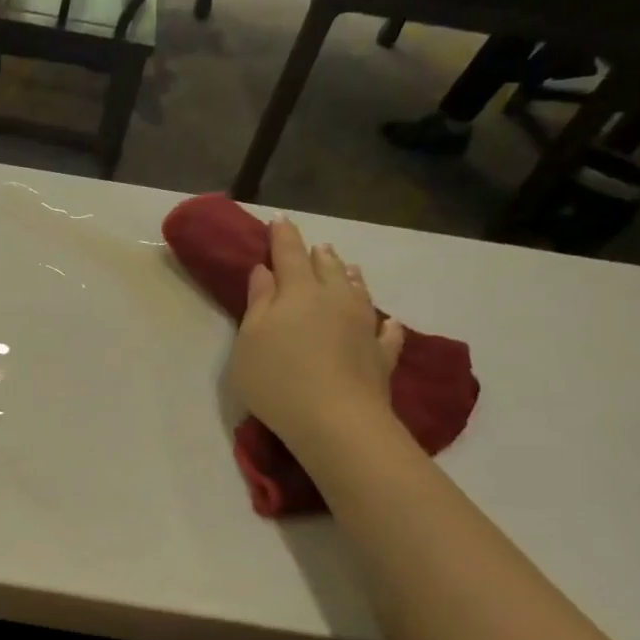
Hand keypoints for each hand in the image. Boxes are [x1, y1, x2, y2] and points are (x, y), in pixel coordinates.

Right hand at [231, 218, 403, 451]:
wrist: (334, 419)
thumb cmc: (277, 378)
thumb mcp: (250, 340)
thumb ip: (258, 304)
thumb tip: (264, 272)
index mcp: (297, 292)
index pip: (288, 254)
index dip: (282, 236)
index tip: (278, 220)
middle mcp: (334, 299)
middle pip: (327, 268)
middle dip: (317, 255)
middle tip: (315, 247)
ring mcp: (362, 326)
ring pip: (358, 292)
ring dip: (350, 278)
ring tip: (349, 268)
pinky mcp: (380, 355)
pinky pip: (386, 333)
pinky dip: (386, 325)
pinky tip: (389, 323)